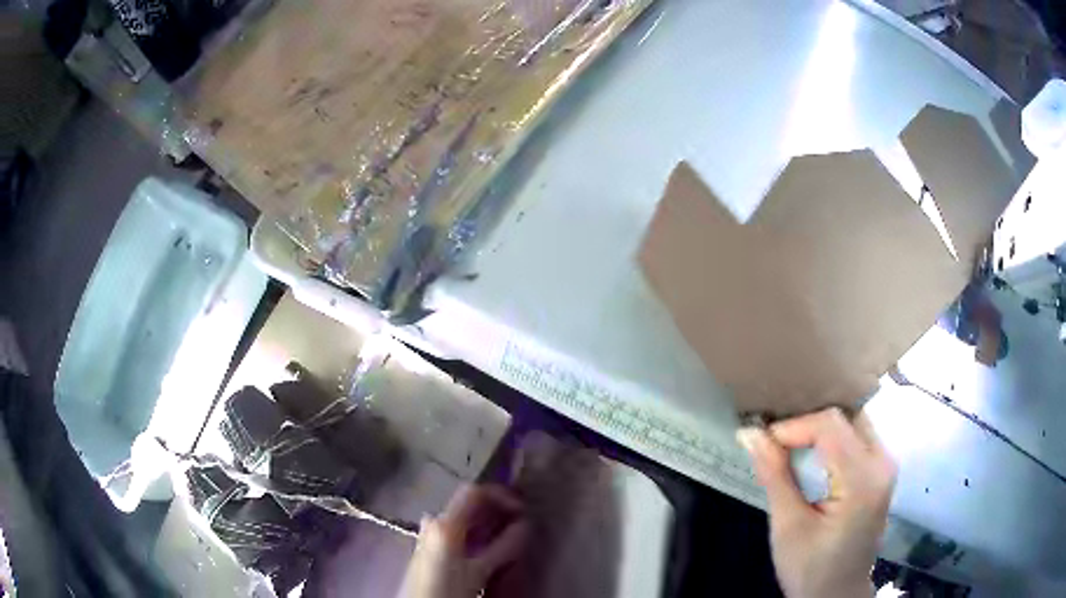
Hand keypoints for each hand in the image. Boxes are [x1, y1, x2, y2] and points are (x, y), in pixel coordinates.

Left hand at [398, 484, 529, 597]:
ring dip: (486, 523)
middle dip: (495, 510)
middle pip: (467, 504)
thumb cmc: (448, 590)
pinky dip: (474, 534)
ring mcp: (428, 535)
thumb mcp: (480, 572)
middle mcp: (433, 523)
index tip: (522, 509)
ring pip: (462, 519)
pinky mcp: (427, 549)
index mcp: (444, 524)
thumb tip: (525, 526)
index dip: (501, 495)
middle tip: (520, 522)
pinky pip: (455, 531)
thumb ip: (503, 547)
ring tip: (507, 536)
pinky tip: (485, 549)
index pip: (474, 492)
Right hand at [737, 408, 896, 597]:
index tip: (761, 442)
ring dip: (818, 429)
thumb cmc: (811, 569)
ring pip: (852, 422)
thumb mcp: (788, 527)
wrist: (837, 595)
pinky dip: (830, 439)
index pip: (830, 426)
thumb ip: (775, 476)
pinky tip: (809, 454)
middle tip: (772, 439)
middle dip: (807, 422)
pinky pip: (856, 437)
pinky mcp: (880, 471)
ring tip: (785, 443)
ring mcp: (885, 465)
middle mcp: (883, 462)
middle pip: (846, 416)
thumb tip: (750, 433)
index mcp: (864, 480)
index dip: (793, 426)